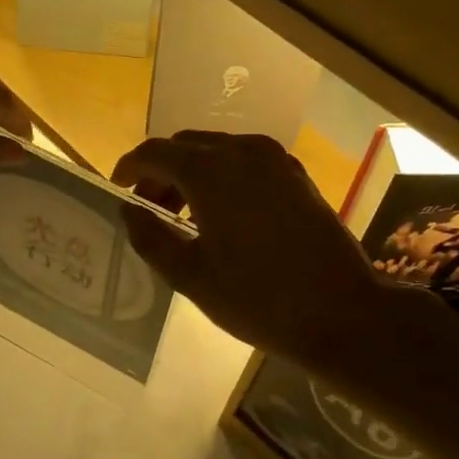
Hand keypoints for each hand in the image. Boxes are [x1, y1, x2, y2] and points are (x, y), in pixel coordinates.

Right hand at [113, 132, 455, 370]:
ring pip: (217, 151)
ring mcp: (274, 160)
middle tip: (148, 209)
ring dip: (191, 174)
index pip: (154, 152)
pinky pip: (245, 162)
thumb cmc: (257, 298)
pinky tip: (221, 214)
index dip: (129, 168)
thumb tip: (128, 211)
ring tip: (182, 217)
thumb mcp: (190, 275)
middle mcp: (242, 151)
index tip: (116, 188)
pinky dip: (222, 177)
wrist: (342, 311)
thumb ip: (150, 237)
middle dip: (160, 172)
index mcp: (210, 171)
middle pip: (186, 146)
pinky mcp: (296, 175)